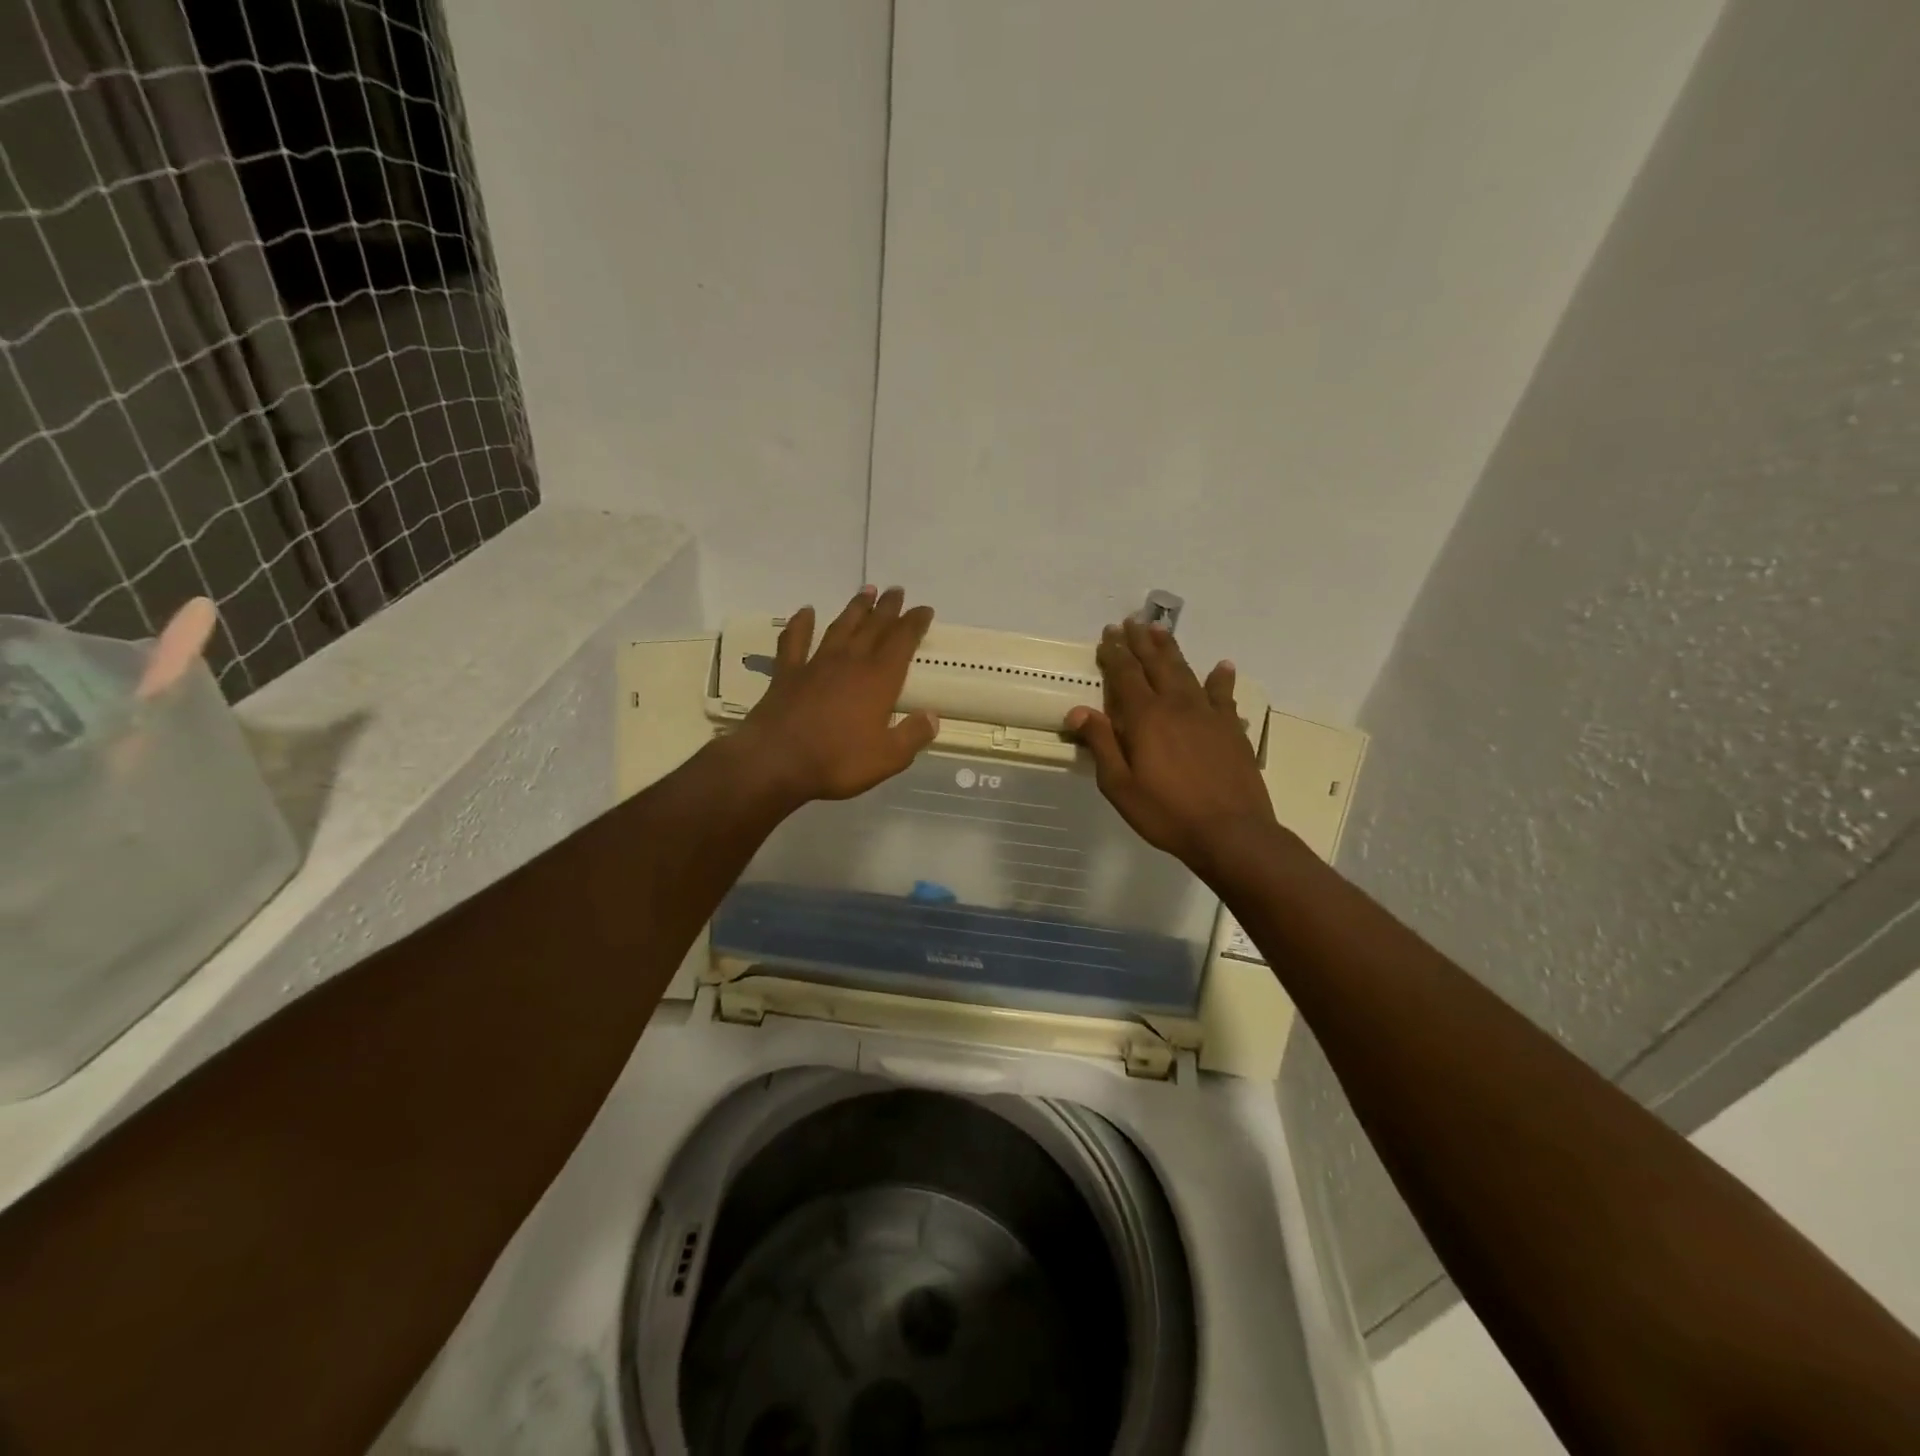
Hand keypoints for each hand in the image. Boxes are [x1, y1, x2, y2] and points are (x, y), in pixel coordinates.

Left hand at [736, 586, 939, 804]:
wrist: (777, 762)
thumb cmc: (838, 761)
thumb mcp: (888, 758)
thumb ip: (913, 735)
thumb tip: (933, 717)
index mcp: (879, 680)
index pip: (902, 641)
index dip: (915, 623)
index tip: (924, 609)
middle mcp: (850, 662)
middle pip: (873, 627)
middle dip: (887, 608)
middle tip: (896, 590)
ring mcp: (816, 664)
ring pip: (840, 627)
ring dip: (855, 608)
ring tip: (866, 591)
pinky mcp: (787, 673)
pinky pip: (794, 641)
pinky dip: (800, 624)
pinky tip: (806, 612)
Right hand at [1066, 619, 1278, 875]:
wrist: (1231, 832)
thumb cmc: (1166, 813)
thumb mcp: (1120, 786)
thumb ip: (1101, 744)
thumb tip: (1078, 710)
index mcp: (1145, 718)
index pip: (1125, 675)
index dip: (1115, 653)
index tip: (1107, 635)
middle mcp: (1176, 705)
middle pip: (1156, 664)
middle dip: (1140, 642)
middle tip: (1130, 622)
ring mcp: (1208, 714)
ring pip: (1186, 671)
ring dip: (1171, 650)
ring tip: (1161, 630)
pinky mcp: (1231, 728)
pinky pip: (1224, 695)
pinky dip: (1221, 678)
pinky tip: (1222, 666)